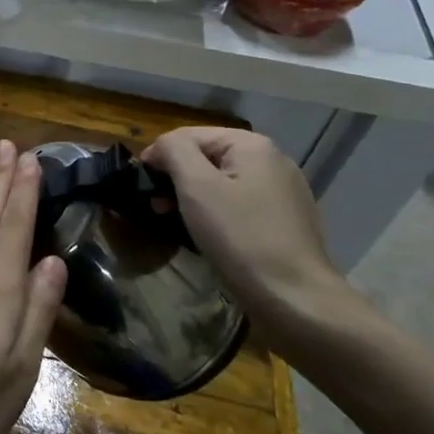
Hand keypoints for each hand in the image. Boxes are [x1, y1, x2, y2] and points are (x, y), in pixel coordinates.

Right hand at [142, 127, 349, 339]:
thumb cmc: (240, 237)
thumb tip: (161, 146)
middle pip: (208, 156)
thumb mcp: (197, 187)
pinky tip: (208, 234)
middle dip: (177, 177)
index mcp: (252, 145)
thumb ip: (174, 152)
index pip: (189, 135)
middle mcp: (273, 160)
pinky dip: (217, 212)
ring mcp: (283, 191)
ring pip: (224, 182)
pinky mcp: (286, 220)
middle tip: (155, 206)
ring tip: (175, 221)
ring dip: (194, 196)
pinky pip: (240, 204)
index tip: (139, 185)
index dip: (159, 155)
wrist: (294, 298)